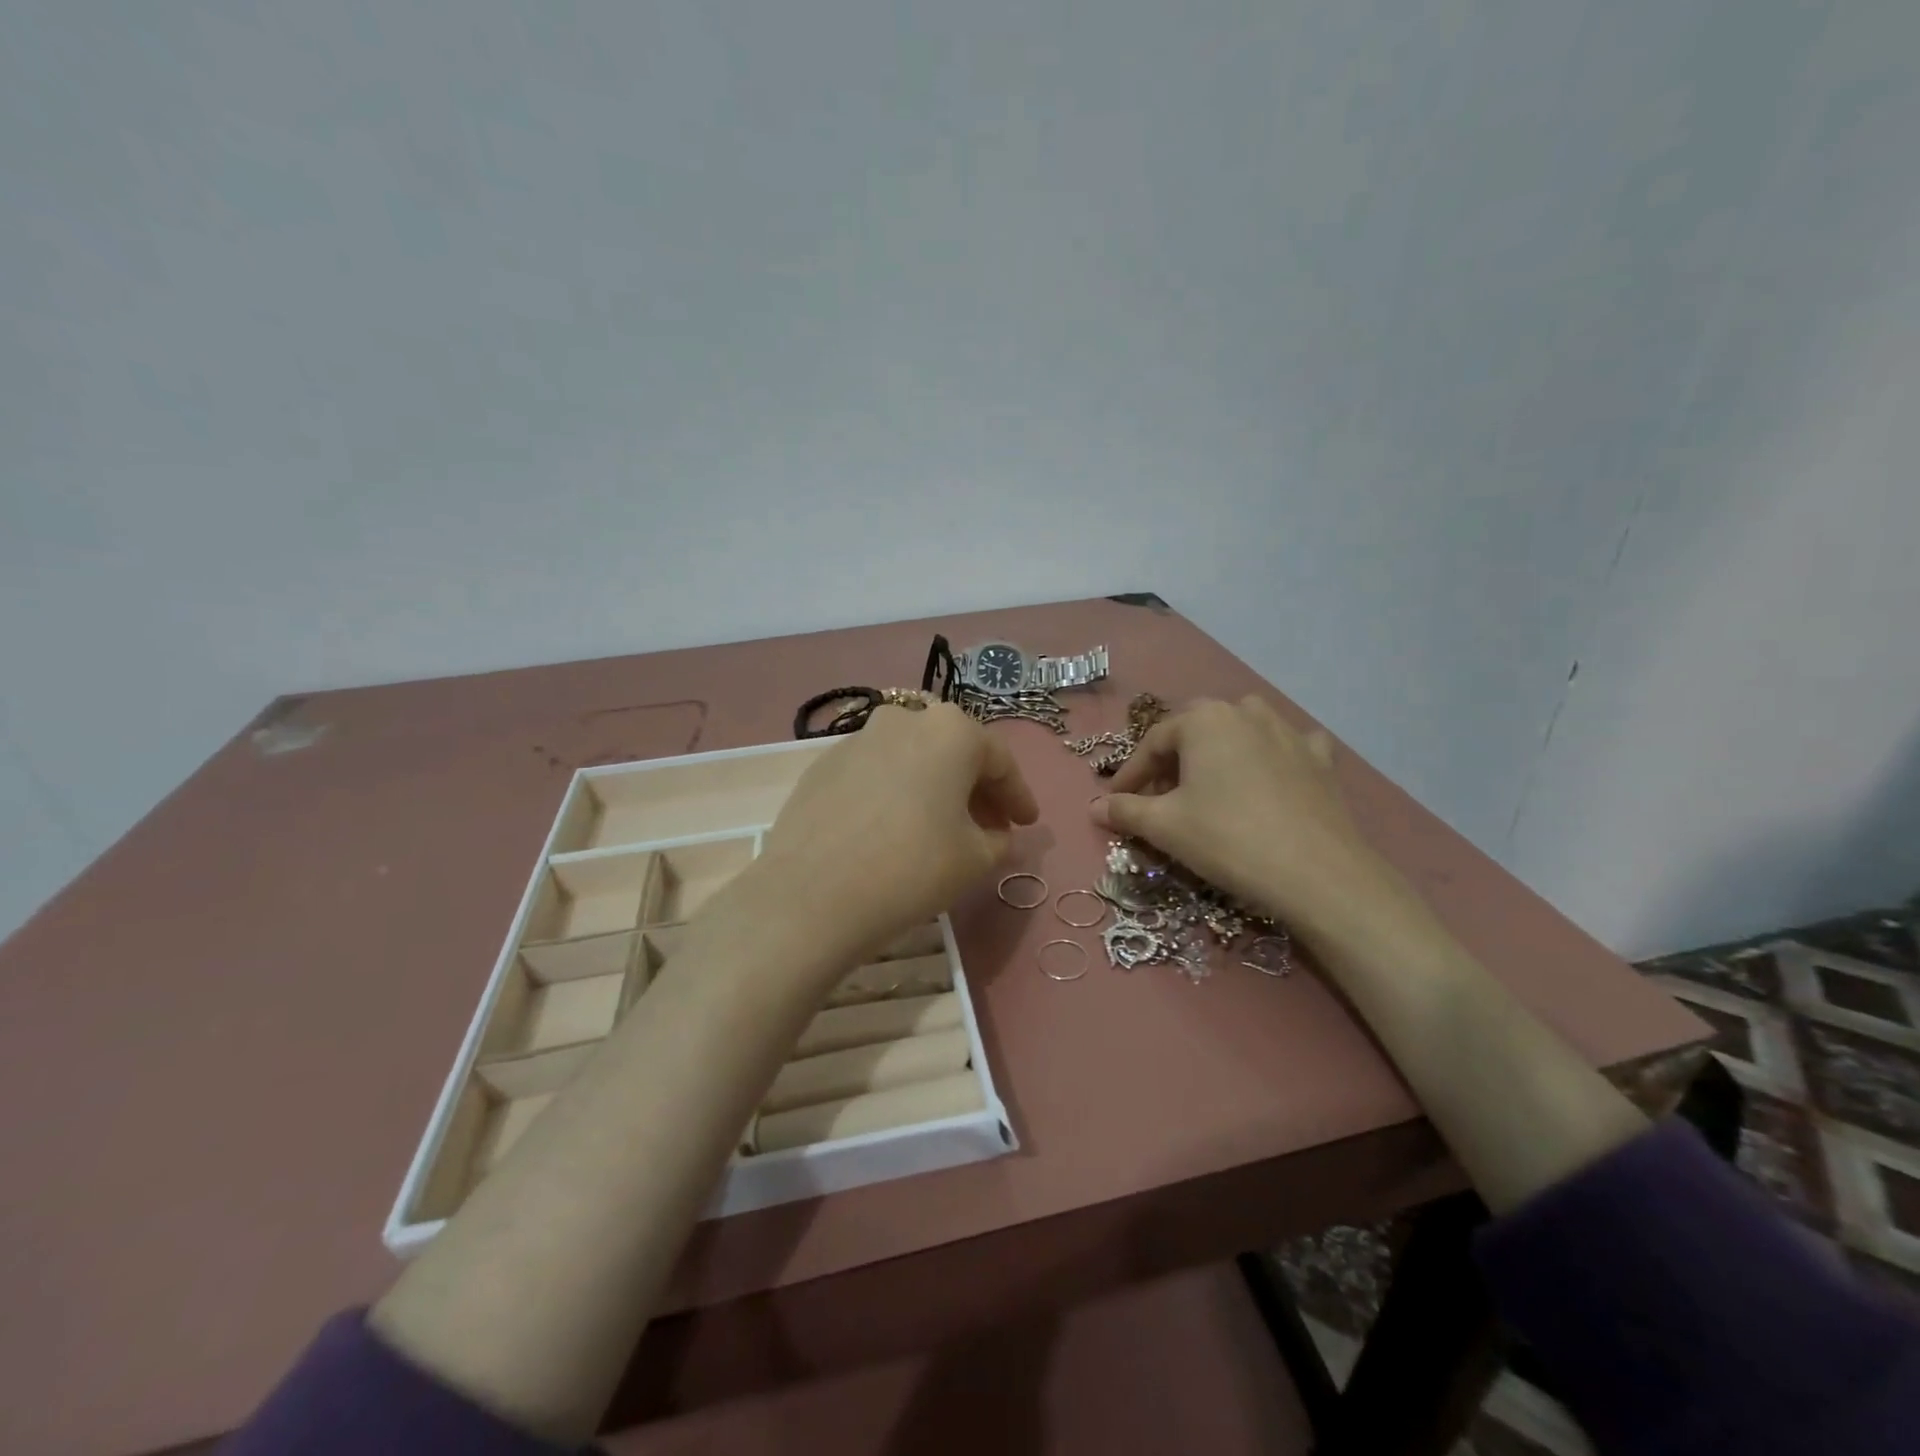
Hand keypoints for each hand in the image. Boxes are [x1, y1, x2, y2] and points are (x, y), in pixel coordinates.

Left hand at [757, 703, 1039, 958]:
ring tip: (940, 828)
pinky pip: (874, 775)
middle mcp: (903, 721)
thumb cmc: (912, 868)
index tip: (1027, 823)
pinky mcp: (821, 766)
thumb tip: (991, 831)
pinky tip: (892, 829)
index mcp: (950, 730)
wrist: (812, 895)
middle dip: (975, 789)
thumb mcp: (975, 859)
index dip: (1018, 796)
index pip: (999, 760)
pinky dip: (893, 794)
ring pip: (911, 760)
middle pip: (952, 753)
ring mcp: (857, 739)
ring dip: (933, 788)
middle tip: (990, 826)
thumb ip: (996, 838)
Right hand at [1091, 696, 1406, 940]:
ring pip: (1241, 731)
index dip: (1130, 774)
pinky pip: (1288, 746)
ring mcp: (1288, 732)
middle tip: (1159, 797)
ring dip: (1220, 752)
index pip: (1153, 743)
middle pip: (1196, 731)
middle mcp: (1245, 713)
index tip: (1115, 802)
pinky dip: (1273, 757)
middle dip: (1172, 762)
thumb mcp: (1164, 826)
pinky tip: (1271, 776)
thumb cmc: (1227, 839)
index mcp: (1204, 720)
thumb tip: (1094, 807)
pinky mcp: (1320, 760)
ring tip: (1210, 785)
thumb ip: (1124, 810)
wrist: (1317, 873)